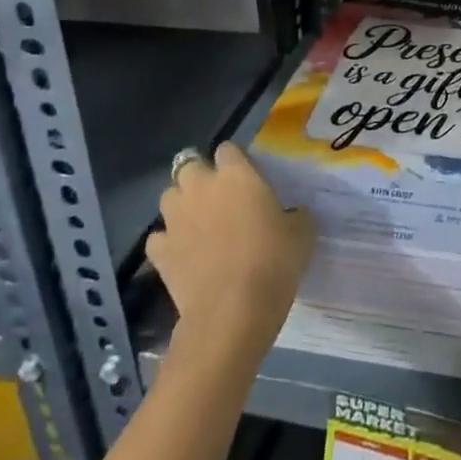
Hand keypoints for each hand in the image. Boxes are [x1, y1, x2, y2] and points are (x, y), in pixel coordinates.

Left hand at [148, 143, 314, 358]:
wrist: (233, 310)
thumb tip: (292, 213)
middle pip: (188, 165)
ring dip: (181, 204)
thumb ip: (294, 214)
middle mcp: (201, 187)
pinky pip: (159, 237)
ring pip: (169, 196)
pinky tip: (181, 253)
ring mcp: (175, 218)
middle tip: (217, 196)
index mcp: (237, 174)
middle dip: (199, 176)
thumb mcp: (302, 232)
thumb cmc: (274, 261)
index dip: (235, 161)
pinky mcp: (159, 251)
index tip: (246, 177)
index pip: (228, 149)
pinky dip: (167, 242)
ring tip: (197, 222)